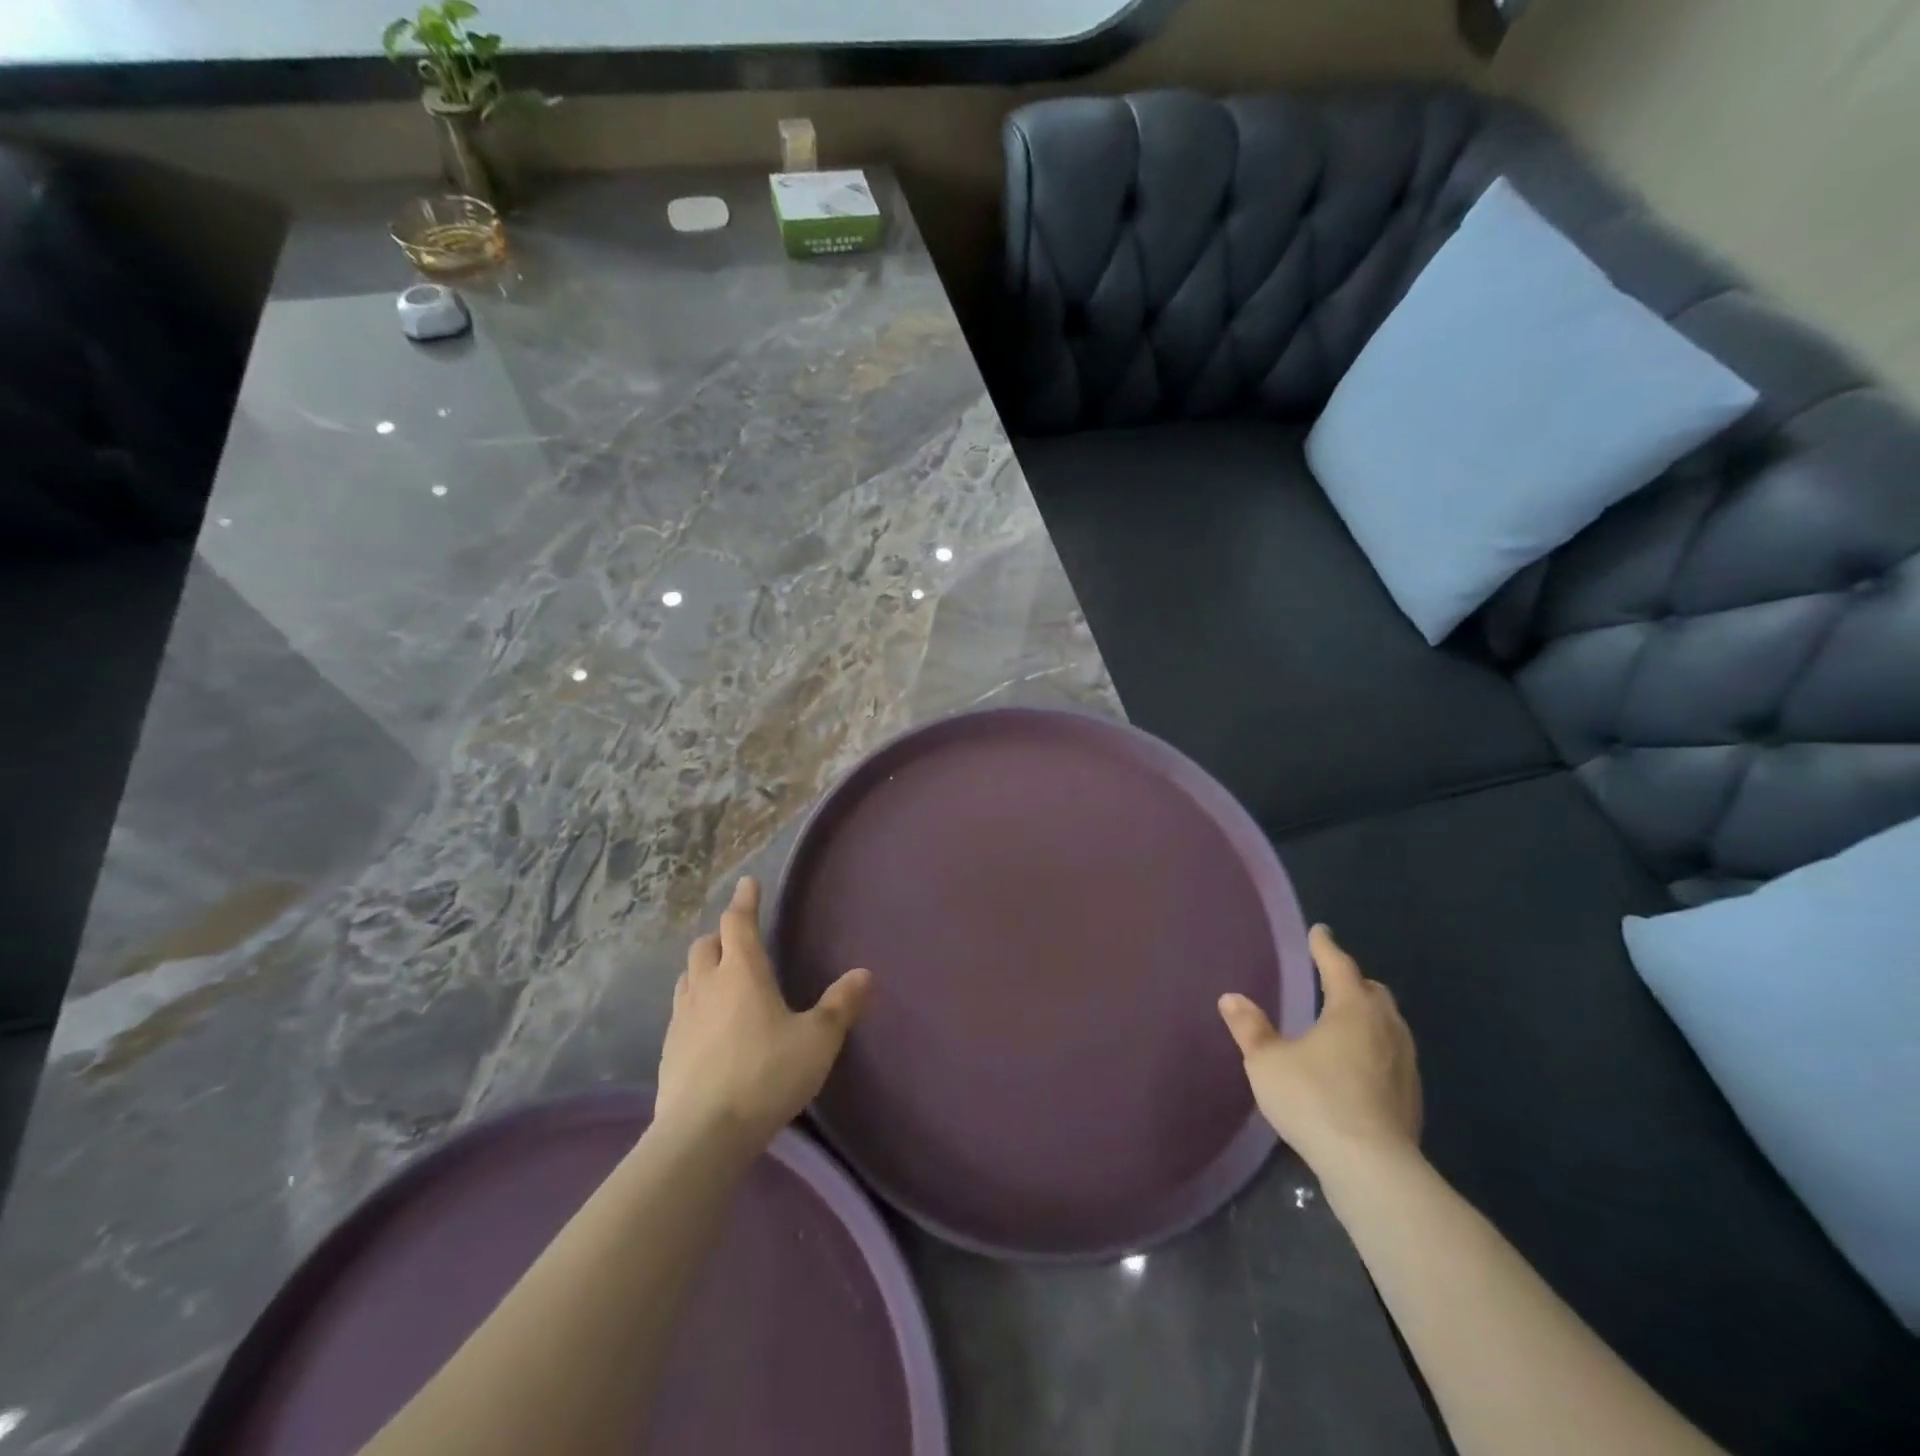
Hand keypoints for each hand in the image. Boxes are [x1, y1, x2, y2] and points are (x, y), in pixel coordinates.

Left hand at [655, 877, 871, 1151]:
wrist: (703, 1134)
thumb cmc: (766, 1074)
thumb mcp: (817, 1040)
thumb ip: (841, 1005)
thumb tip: (865, 974)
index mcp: (742, 972)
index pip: (738, 922)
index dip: (744, 900)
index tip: (747, 883)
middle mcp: (707, 985)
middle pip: (705, 945)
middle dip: (721, 935)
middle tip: (737, 939)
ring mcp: (682, 1018)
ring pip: (688, 977)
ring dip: (703, 968)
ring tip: (720, 978)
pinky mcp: (668, 1051)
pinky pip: (680, 1012)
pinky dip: (694, 1005)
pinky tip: (707, 1027)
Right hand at [1218, 925, 1421, 1171]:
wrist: (1372, 1168)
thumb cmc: (1314, 1099)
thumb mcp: (1267, 1061)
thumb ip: (1250, 1027)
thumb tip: (1231, 998)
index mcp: (1352, 1009)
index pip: (1338, 965)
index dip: (1325, 947)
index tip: (1319, 932)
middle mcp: (1386, 1027)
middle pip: (1373, 992)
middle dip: (1352, 982)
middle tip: (1330, 980)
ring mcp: (1405, 1063)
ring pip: (1389, 1024)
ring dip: (1368, 1016)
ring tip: (1344, 1022)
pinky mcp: (1412, 1097)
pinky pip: (1393, 1056)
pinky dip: (1375, 1048)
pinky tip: (1357, 1066)